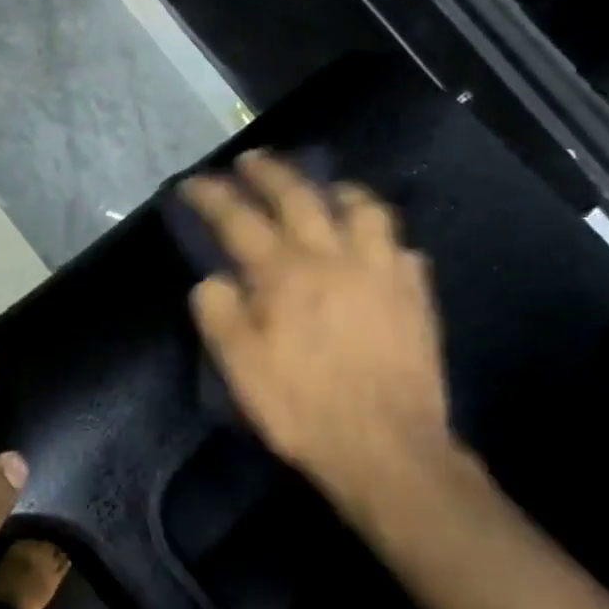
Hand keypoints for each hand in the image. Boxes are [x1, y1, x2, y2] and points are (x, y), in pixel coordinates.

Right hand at [181, 151, 475, 545]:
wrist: (387, 448)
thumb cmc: (302, 409)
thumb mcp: (240, 369)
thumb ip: (219, 313)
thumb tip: (214, 280)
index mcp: (284, 275)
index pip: (239, 219)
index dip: (211, 196)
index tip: (193, 182)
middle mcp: (333, 258)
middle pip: (299, 196)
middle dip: (269, 171)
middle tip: (251, 160)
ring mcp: (381, 270)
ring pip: (362, 207)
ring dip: (336, 189)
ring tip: (324, 190)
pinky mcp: (415, 292)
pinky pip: (399, 245)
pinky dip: (379, 235)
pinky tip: (371, 245)